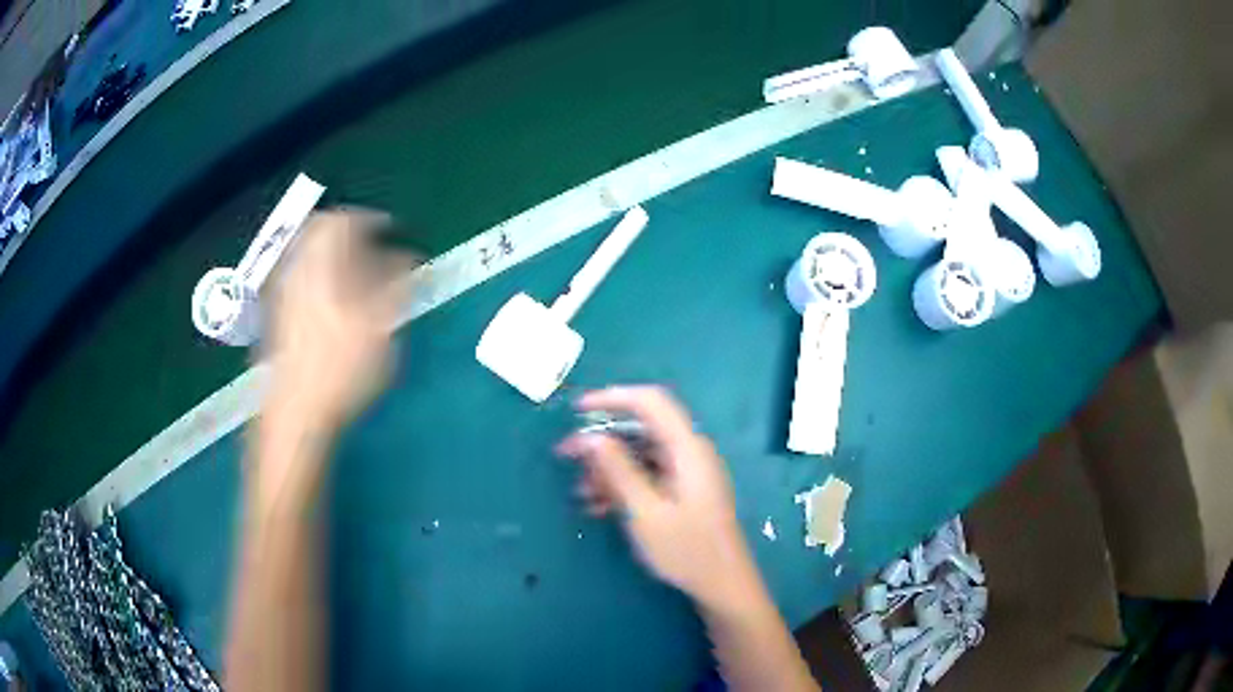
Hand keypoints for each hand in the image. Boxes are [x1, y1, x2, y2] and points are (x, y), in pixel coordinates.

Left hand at [263, 209, 414, 429]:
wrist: (295, 414)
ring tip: (356, 270)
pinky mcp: (277, 315)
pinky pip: (299, 276)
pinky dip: (319, 273)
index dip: (369, 219)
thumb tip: (408, 257)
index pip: (341, 221)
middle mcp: (298, 271)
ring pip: (306, 254)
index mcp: (321, 266)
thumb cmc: (341, 370)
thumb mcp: (380, 329)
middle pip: (317, 232)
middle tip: (371, 242)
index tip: (391, 228)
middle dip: (346, 230)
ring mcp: (283, 293)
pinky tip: (333, 299)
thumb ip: (395, 286)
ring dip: (332, 252)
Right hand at [557, 386, 758, 608]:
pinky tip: (599, 506)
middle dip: (602, 441)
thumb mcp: (644, 512)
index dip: (612, 397)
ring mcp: (688, 473)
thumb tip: (590, 437)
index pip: (650, 402)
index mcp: (687, 448)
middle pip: (641, 429)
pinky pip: (648, 474)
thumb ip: (618, 470)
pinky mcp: (684, 491)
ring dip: (609, 468)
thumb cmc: (686, 549)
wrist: (723, 585)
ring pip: (641, 455)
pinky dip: (623, 484)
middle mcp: (689, 452)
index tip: (577, 410)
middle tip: (566, 457)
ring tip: (582, 493)